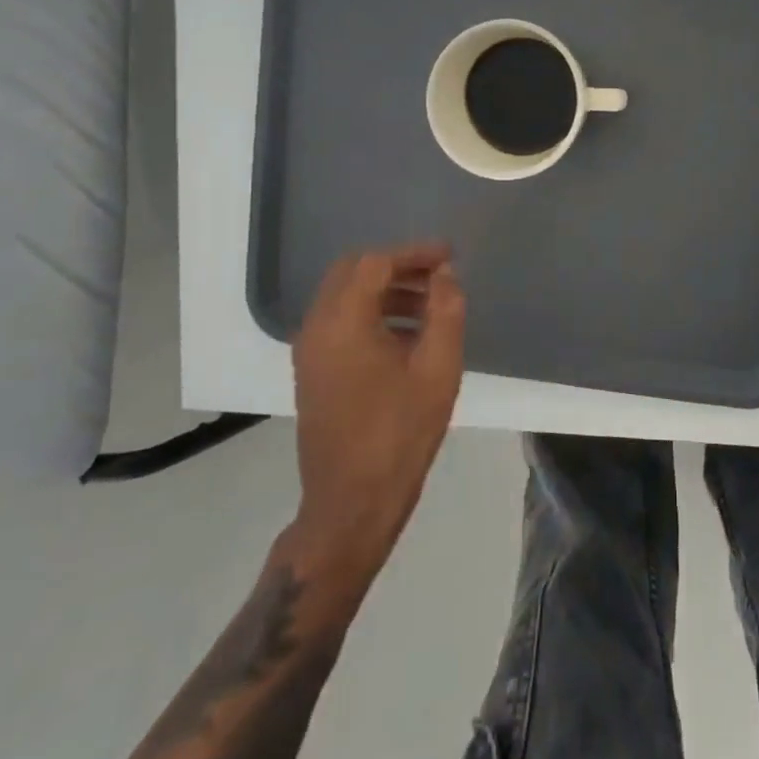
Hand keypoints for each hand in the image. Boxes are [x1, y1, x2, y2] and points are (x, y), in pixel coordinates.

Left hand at [291, 244, 465, 591]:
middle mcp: (316, 328)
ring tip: (430, 306)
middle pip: (353, 271)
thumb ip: (445, 311)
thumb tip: (444, 275)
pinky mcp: (312, 372)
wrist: (351, 505)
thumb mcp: (438, 369)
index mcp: (343, 322)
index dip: (414, 253)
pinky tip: (407, 336)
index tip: (449, 257)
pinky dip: (370, 312)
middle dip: (397, 266)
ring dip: (384, 289)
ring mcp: (309, 351)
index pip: (376, 263)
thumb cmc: (399, 434)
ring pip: (344, 296)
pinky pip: (339, 322)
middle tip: (437, 276)